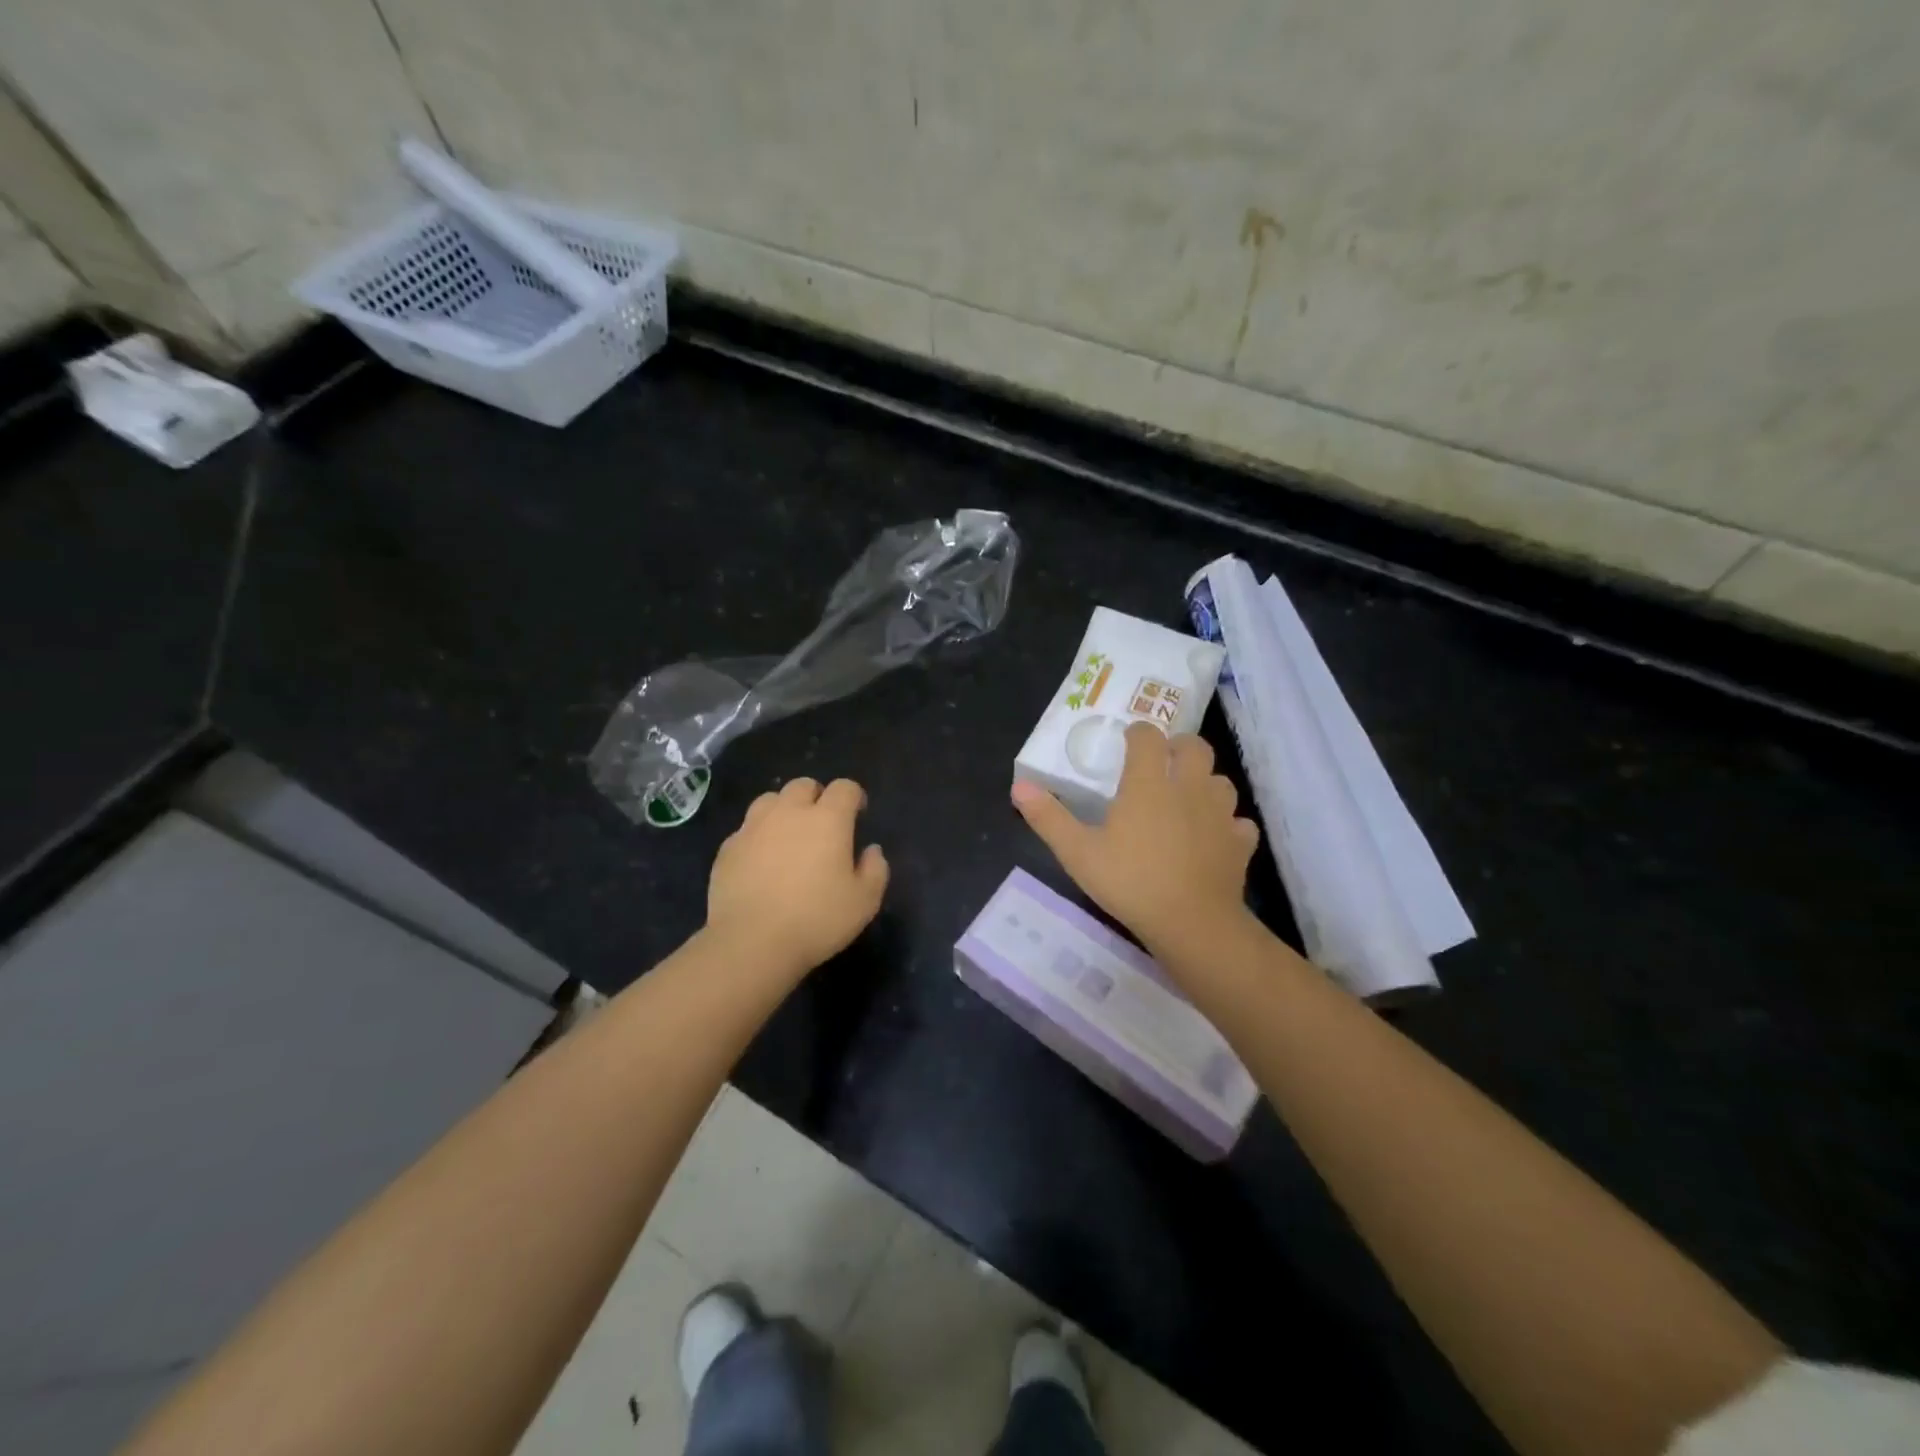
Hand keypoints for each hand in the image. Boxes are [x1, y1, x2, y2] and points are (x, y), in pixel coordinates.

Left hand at [706, 777, 889, 978]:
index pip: (845, 788)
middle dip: (816, 797)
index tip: (858, 814)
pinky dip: (758, 837)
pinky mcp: (728, 848)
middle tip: (822, 823)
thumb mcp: (864, 902)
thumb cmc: (816, 920)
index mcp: (828, 820)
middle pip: (804, 785)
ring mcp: (753, 827)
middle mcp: (789, 813)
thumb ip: (875, 870)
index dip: (854, 796)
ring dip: (783, 810)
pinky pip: (746, 829)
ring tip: (788, 836)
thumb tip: (871, 850)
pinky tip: (761, 862)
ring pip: (770, 800)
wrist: (751, 942)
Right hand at [1012, 723, 1258, 955]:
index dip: (1138, 734)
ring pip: (1220, 782)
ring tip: (1187, 799)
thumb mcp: (1078, 853)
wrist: (1192, 923)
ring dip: (1205, 782)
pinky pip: (1238, 822)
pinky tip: (1213, 837)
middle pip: (1195, 747)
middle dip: (1179, 747)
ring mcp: (1220, 814)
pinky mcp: (1240, 842)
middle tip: (1162, 763)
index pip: (1148, 737)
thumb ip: (1049, 818)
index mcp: (1148, 783)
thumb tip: (1019, 786)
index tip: (1128, 742)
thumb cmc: (1130, 882)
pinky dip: (1227, 824)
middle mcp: (1188, 787)